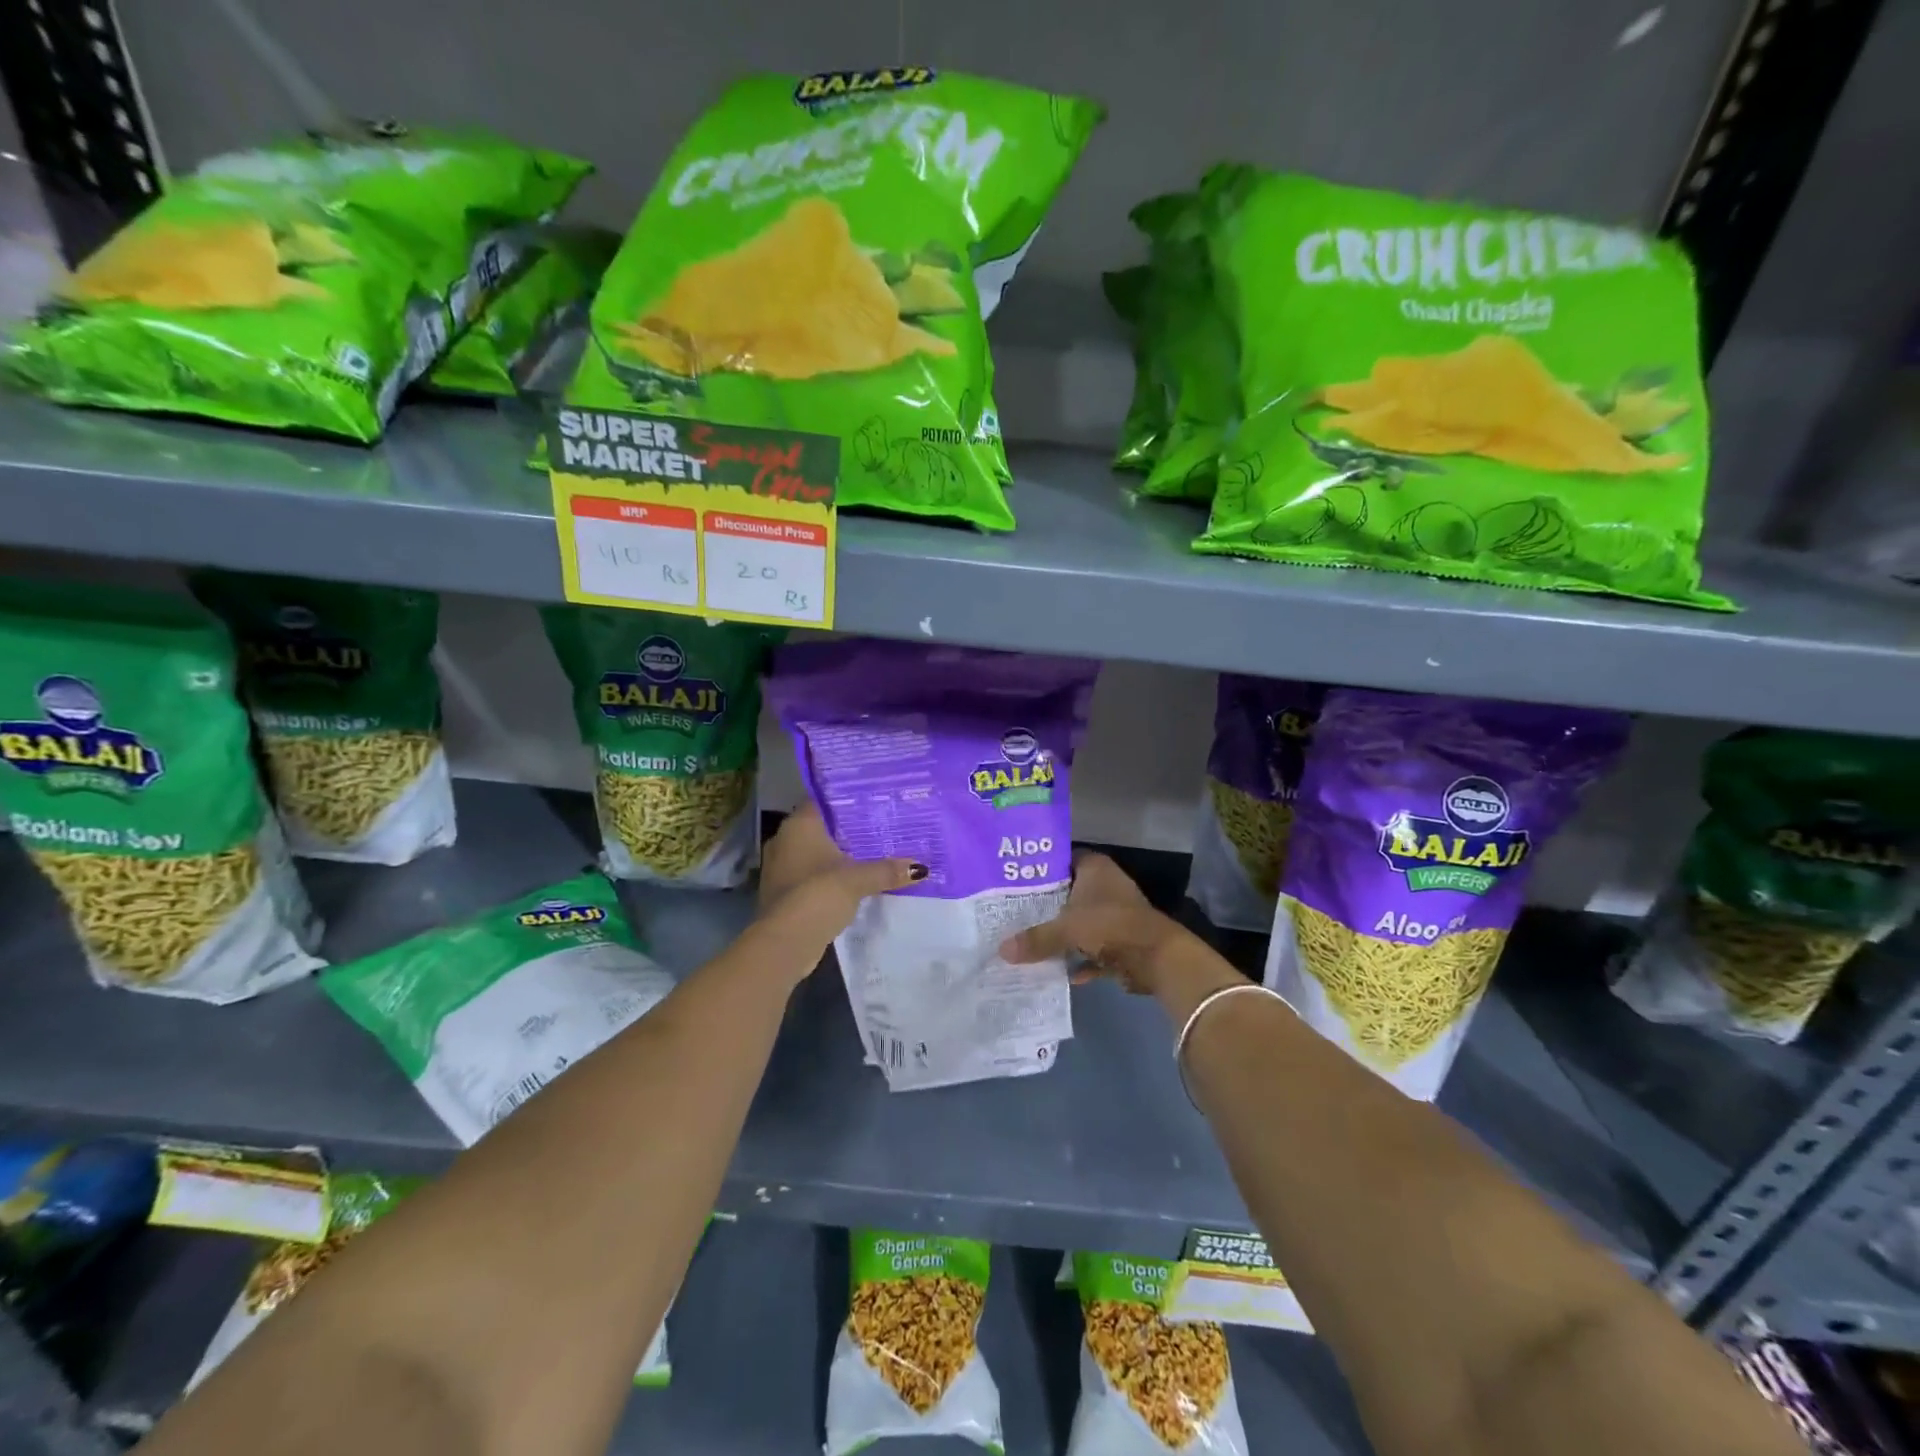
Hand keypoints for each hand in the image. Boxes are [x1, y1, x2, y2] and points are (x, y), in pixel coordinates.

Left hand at [756, 804, 924, 955]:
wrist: (785, 943)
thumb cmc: (818, 895)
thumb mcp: (858, 879)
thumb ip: (887, 870)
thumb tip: (920, 868)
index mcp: (798, 826)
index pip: (822, 801)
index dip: (846, 800)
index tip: (872, 802)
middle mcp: (785, 841)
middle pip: (821, 828)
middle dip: (847, 830)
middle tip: (880, 827)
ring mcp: (781, 869)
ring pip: (816, 854)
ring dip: (839, 856)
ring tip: (873, 854)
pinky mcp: (785, 893)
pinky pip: (812, 876)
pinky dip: (830, 877)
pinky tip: (854, 882)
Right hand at [999, 851, 1205, 996]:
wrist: (1157, 958)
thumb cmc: (1110, 926)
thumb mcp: (1066, 930)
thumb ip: (1035, 938)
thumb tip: (1002, 950)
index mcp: (1095, 868)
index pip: (1062, 859)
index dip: (1040, 868)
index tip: (1014, 880)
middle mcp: (1106, 885)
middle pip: (1069, 892)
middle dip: (1046, 905)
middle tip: (1013, 913)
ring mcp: (1116, 914)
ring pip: (1081, 921)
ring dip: (1063, 934)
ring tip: (1029, 941)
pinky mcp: (1123, 941)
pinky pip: (1094, 948)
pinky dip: (1081, 960)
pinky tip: (1061, 972)